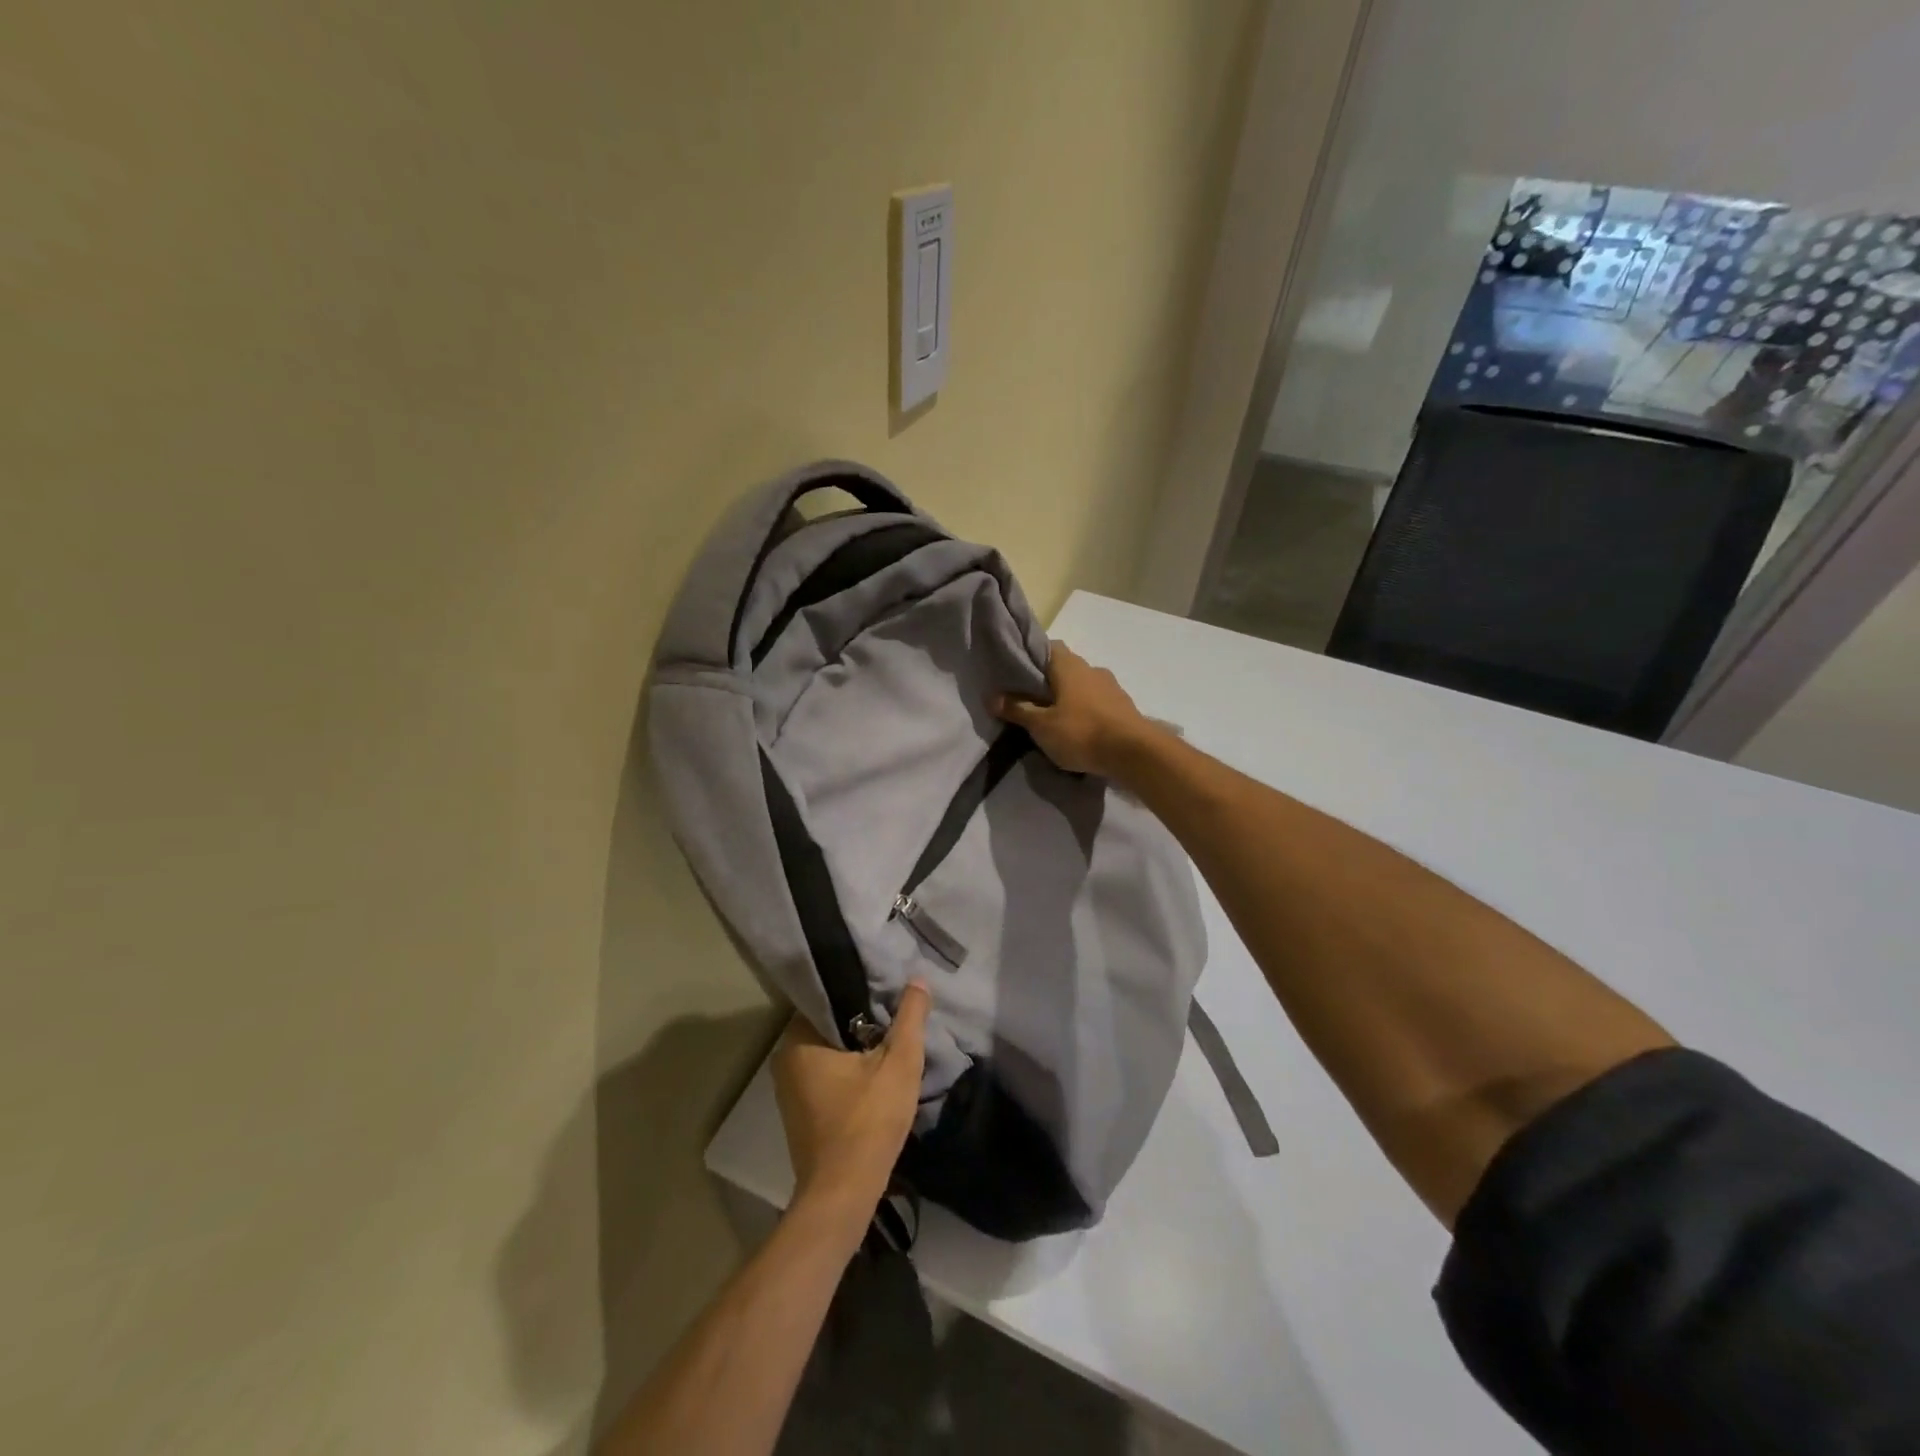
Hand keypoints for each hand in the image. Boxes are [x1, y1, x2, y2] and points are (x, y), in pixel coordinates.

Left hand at [772, 983, 931, 1212]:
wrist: (843, 1195)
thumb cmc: (868, 1122)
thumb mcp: (899, 1063)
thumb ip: (910, 1017)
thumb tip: (917, 979)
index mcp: (797, 1040)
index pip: (829, 997)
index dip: (862, 993)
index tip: (888, 991)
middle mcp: (785, 1060)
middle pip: (831, 1025)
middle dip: (862, 1022)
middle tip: (895, 1015)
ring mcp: (790, 1090)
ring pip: (830, 1052)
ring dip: (857, 1049)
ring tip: (891, 1040)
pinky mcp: (801, 1113)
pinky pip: (827, 1076)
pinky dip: (849, 1072)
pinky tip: (875, 1074)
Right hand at [992, 641, 1157, 777]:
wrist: (1134, 753)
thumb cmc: (1081, 732)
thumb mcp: (1041, 725)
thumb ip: (1017, 709)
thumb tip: (991, 696)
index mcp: (1069, 665)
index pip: (1047, 647)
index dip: (1031, 656)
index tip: (1017, 672)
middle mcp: (1091, 669)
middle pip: (1065, 668)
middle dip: (1048, 681)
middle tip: (1030, 700)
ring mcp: (1111, 687)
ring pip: (1082, 686)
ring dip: (1069, 698)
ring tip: (1053, 719)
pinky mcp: (1124, 707)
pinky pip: (1097, 703)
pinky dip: (1085, 711)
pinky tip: (1078, 730)